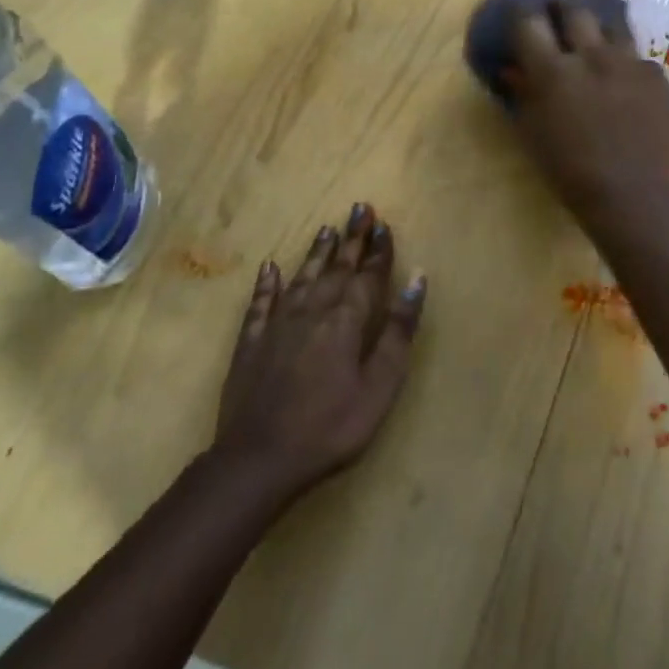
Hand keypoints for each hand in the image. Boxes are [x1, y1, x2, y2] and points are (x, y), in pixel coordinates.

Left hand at [211, 205, 425, 500]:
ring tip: (327, 229)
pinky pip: (260, 303)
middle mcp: (312, 312)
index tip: (384, 224)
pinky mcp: (251, 343)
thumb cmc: (331, 426)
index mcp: (346, 321)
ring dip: (316, 253)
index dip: (378, 250)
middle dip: (351, 238)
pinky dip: (267, 284)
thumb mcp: (379, 384)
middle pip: (336, 268)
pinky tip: (270, 268)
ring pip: (301, 278)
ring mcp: (277, 325)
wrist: (258, 459)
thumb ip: (398, 330)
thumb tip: (417, 279)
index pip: (367, 276)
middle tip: (359, 208)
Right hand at [505, 3, 668, 224]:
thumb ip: (522, 94)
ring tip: (595, 40)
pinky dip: (626, 65)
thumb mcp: (532, 133)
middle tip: (557, 14)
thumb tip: (512, 69)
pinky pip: (638, 58)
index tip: (521, 14)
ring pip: (612, 24)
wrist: (631, 193)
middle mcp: (591, 56)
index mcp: (552, 71)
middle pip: (574, 10)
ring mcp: (629, 62)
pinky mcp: (656, 76)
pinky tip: (625, 83)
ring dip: (598, 29)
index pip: (529, 22)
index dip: (522, 13)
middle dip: (561, 7)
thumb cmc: (569, 171)